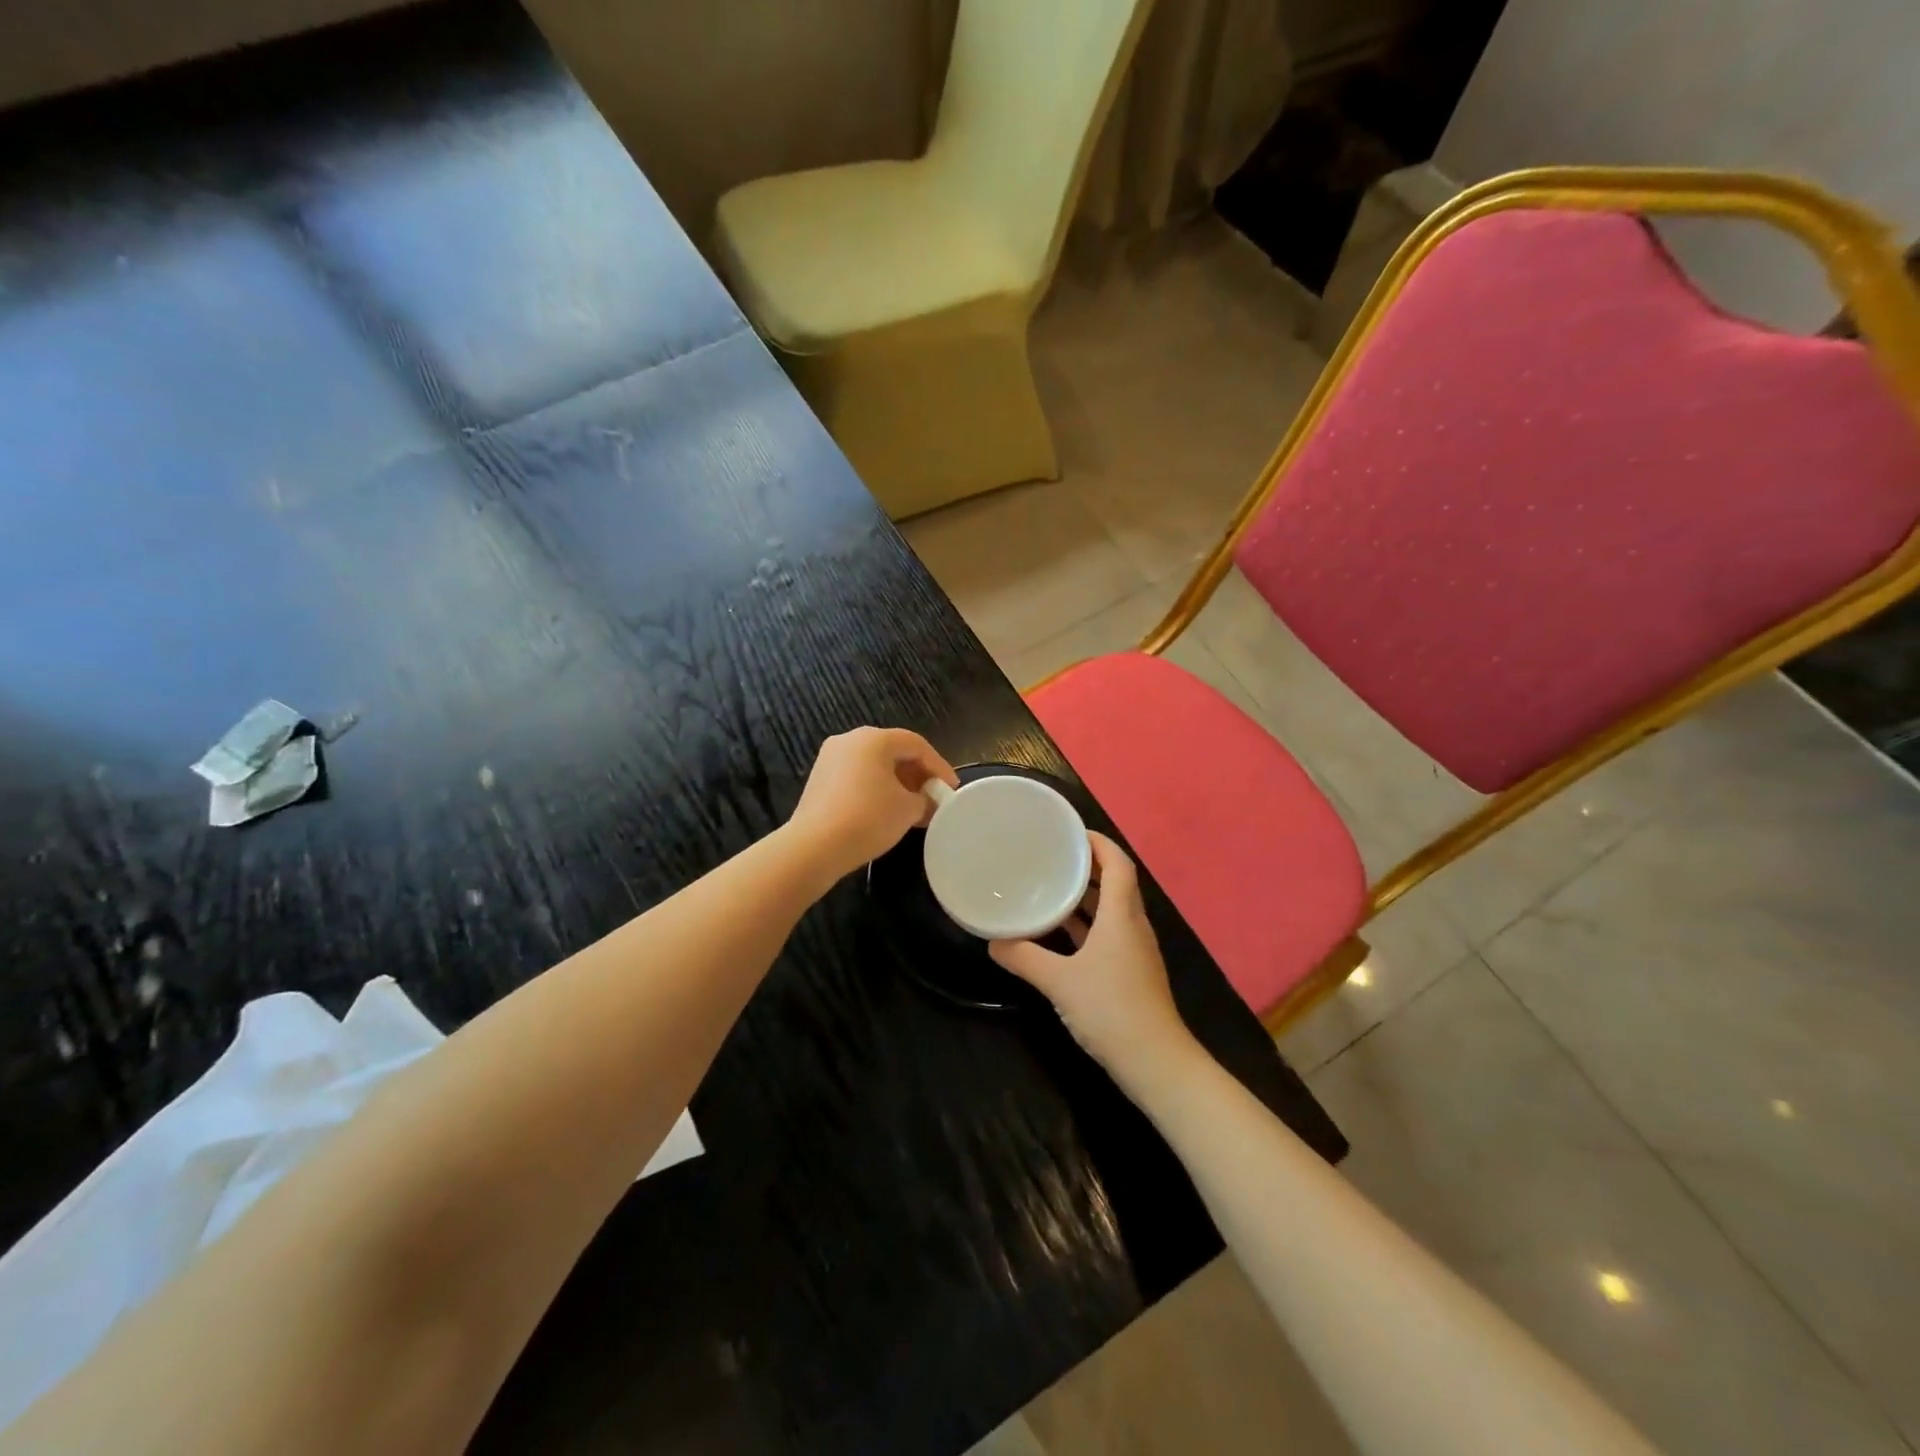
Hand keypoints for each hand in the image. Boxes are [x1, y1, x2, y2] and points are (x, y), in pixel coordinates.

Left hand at [788, 727, 958, 882]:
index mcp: (874, 738)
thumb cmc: (868, 818)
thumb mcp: (908, 809)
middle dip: (918, 775)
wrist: (814, 847)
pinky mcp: (819, 779)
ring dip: (898, 783)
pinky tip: (887, 812)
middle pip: (894, 752)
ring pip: (874, 765)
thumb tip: (929, 802)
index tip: (951, 789)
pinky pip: (857, 777)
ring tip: (914, 808)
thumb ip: (926, 800)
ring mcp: (830, 758)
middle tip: (934, 797)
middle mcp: (850, 740)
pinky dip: (877, 789)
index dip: (939, 766)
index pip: (916, 745)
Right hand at [990, 834, 1200, 1086]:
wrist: (1156, 1062)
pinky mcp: (1131, 972)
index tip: (1069, 831)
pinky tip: (1060, 934)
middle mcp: (1132, 925)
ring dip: (1086, 897)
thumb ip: (1024, 958)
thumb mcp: (1059, 982)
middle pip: (1115, 882)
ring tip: (1050, 887)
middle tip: (1051, 856)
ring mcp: (1135, 950)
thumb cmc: (1111, 1010)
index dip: (1098, 842)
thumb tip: (992, 941)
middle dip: (1086, 866)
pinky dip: (1087, 925)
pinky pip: (1108, 933)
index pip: (1118, 863)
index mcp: (1121, 915)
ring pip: (1111, 910)